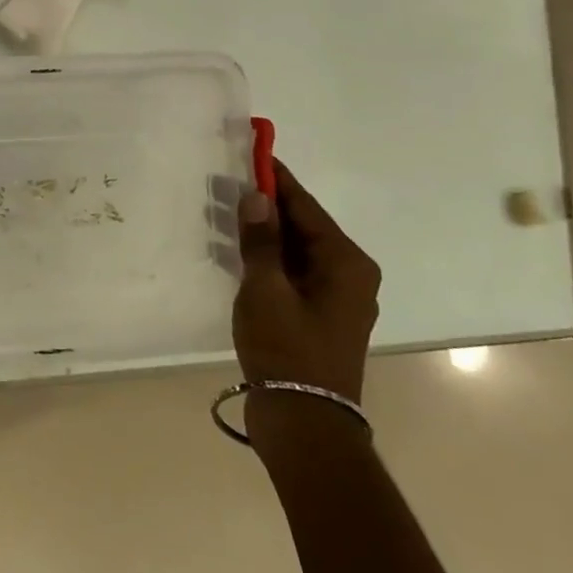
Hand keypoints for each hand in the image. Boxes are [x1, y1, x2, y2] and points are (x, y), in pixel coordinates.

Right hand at [233, 160, 380, 408]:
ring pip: (296, 250)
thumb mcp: (265, 289)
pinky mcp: (319, 315)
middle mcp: (349, 274)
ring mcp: (336, 297)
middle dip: (267, 206)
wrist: (305, 421)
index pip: (306, 206)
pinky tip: (237, 253)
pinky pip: (293, 272)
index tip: (253, 151)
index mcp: (346, 262)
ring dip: (264, 233)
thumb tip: (256, 196)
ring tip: (223, 213)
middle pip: (304, 226)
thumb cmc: (287, 349)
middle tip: (227, 183)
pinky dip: (268, 259)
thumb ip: (260, 240)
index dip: (277, 179)